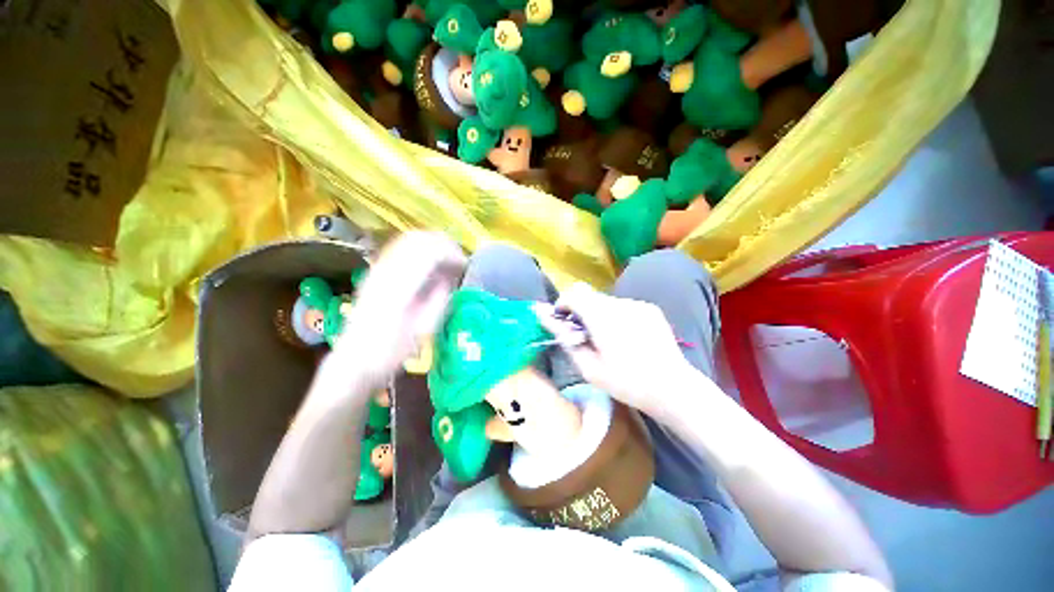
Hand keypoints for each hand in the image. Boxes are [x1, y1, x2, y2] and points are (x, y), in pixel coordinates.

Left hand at [331, 232, 465, 389]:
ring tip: (447, 260)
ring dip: (433, 245)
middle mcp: (386, 270)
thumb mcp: (423, 329)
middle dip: (444, 245)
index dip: (452, 254)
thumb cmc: (391, 351)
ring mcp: (377, 268)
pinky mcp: (375, 271)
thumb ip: (438, 299)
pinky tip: (430, 264)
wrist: (354, 359)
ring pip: (408, 239)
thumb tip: (450, 278)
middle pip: (419, 239)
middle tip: (459, 260)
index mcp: (399, 286)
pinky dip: (421, 250)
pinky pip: (401, 248)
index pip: (430, 253)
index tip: (465, 265)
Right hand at [536, 283, 696, 418]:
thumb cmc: (626, 383)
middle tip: (584, 337)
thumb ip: (564, 338)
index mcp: (603, 317)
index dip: (563, 304)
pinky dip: (615, 317)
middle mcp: (620, 304)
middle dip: (580, 312)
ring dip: (598, 315)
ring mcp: (638, 304)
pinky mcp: (650, 308)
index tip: (563, 322)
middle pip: (589, 296)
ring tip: (607, 341)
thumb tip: (543, 316)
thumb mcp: (589, 367)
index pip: (574, 292)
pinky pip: (623, 306)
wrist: (673, 388)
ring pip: (605, 301)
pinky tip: (626, 339)